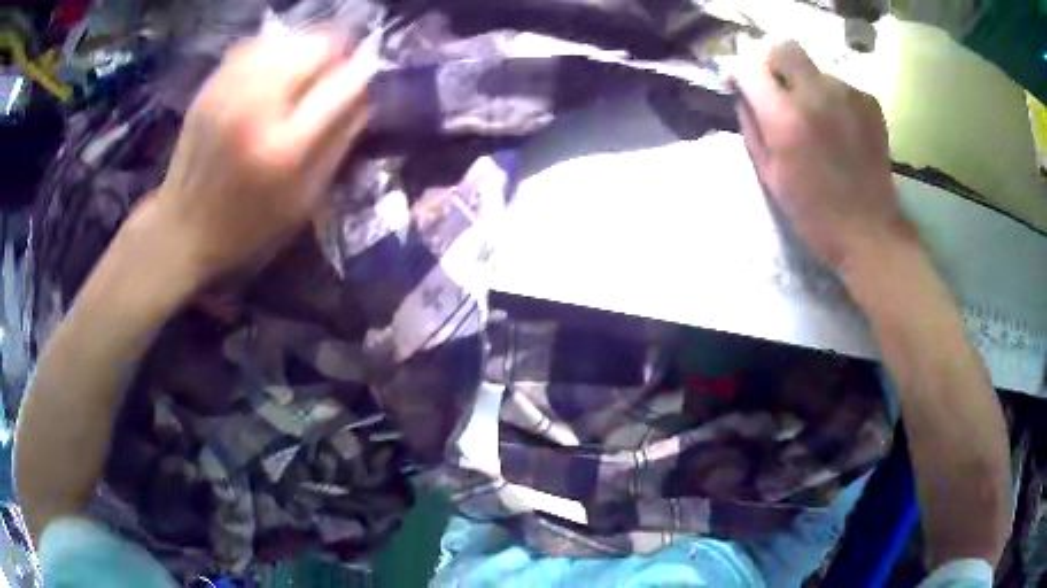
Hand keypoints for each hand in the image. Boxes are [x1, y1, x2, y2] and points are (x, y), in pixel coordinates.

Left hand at [152, 32, 371, 283]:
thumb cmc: (249, 226)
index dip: (362, 77)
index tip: (362, 84)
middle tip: (331, 76)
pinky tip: (272, 73)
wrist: (183, 228)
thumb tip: (365, 97)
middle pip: (316, 46)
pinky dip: (273, 51)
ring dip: (304, 50)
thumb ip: (339, 144)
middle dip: (335, 55)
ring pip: (286, 39)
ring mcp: (229, 91)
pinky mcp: (210, 86)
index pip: (345, 84)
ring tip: (301, 75)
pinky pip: (255, 46)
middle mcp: (257, 107)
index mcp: (285, 147)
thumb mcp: (304, 200)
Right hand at [732, 41, 912, 270]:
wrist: (869, 231)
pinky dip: (835, 101)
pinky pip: (841, 87)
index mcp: (786, 118)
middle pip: (786, 49)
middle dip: (776, 64)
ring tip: (820, 123)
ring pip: (816, 71)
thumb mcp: (769, 175)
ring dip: (810, 88)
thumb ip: (751, 128)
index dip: (740, 74)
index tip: (742, 86)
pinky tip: (842, 130)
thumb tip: (744, 97)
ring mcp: (847, 95)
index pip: (750, 69)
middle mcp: (816, 95)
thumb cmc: (814, 212)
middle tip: (780, 91)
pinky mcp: (869, 103)